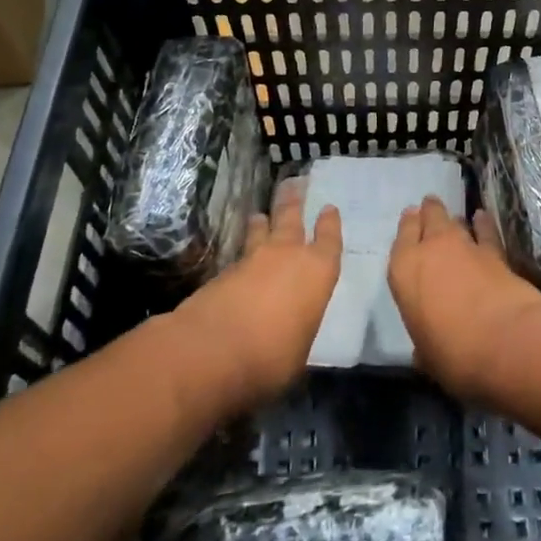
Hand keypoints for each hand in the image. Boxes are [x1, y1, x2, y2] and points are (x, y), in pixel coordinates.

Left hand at [172, 178, 341, 414]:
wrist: (211, 351)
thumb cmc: (271, 356)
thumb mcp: (299, 352)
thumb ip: (299, 329)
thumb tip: (291, 329)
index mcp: (317, 273)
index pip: (329, 241)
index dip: (330, 225)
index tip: (329, 209)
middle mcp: (287, 256)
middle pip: (291, 219)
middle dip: (294, 201)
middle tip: (294, 184)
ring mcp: (252, 260)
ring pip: (261, 231)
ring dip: (263, 221)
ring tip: (260, 214)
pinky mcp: (222, 273)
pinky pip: (239, 254)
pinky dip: (243, 251)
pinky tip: (241, 258)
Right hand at [389, 197, 540, 401]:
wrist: (505, 343)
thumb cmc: (454, 355)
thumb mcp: (427, 356)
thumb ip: (423, 345)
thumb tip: (425, 352)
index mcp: (404, 272)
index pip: (402, 238)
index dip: (408, 227)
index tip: (411, 218)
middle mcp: (431, 250)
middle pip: (428, 219)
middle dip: (429, 213)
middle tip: (429, 208)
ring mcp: (464, 247)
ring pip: (454, 220)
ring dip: (453, 219)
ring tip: (453, 217)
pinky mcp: (495, 253)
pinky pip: (485, 231)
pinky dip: (483, 224)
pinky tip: (482, 217)